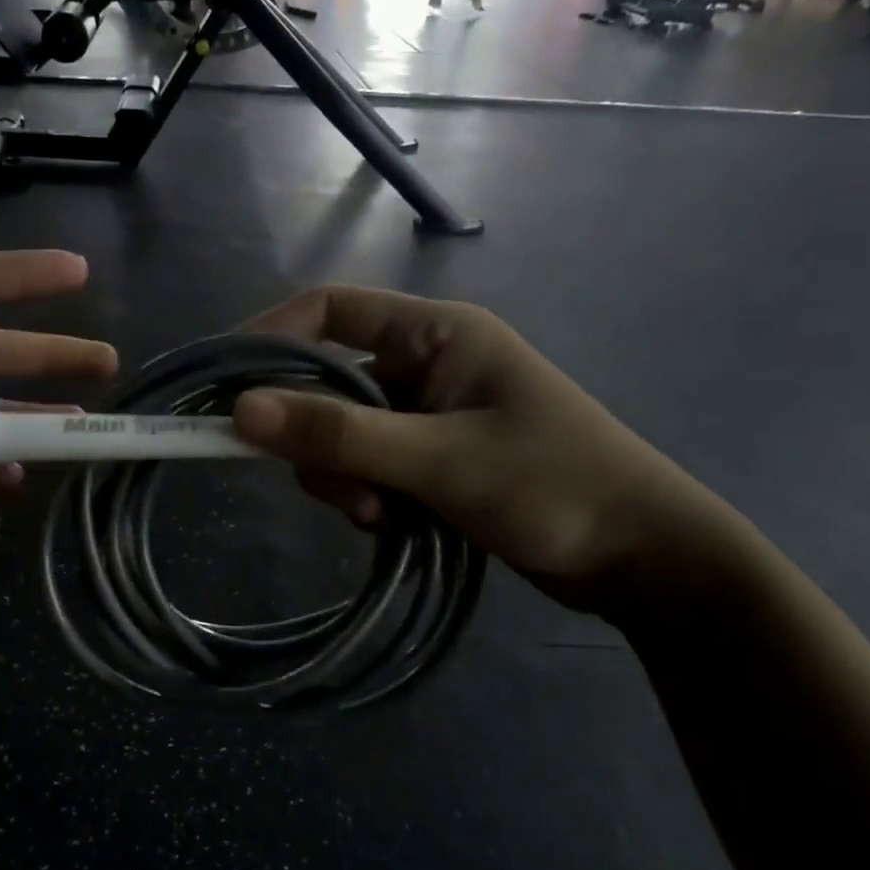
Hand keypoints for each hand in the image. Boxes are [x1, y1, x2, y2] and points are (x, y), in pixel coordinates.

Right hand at [230, 287, 727, 614]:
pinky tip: (392, 524)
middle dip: (317, 437)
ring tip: (380, 516)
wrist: (642, 559)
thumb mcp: (440, 461)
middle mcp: (426, 363)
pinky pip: (368, 464)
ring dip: (343, 475)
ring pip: (343, 432)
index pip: (330, 311)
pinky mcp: (431, 457)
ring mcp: (428, 413)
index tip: (226, 385)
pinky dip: (365, 493)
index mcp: (435, 333)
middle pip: (328, 381)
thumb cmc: (553, 487)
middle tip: (340, 490)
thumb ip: (341, 435)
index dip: (271, 338)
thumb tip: (241, 411)